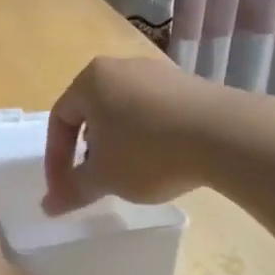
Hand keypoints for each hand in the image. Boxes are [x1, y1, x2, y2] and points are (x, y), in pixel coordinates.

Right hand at [42, 55, 219, 213]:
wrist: (227, 135)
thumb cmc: (149, 151)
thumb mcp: (105, 177)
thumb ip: (73, 190)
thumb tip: (48, 206)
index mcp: (90, 80)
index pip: (60, 120)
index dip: (57, 160)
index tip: (65, 191)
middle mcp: (120, 67)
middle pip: (92, 113)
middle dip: (88, 151)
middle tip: (95, 181)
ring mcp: (157, 72)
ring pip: (124, 111)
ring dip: (118, 144)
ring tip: (129, 174)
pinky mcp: (189, 84)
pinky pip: (155, 111)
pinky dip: (148, 136)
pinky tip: (162, 160)